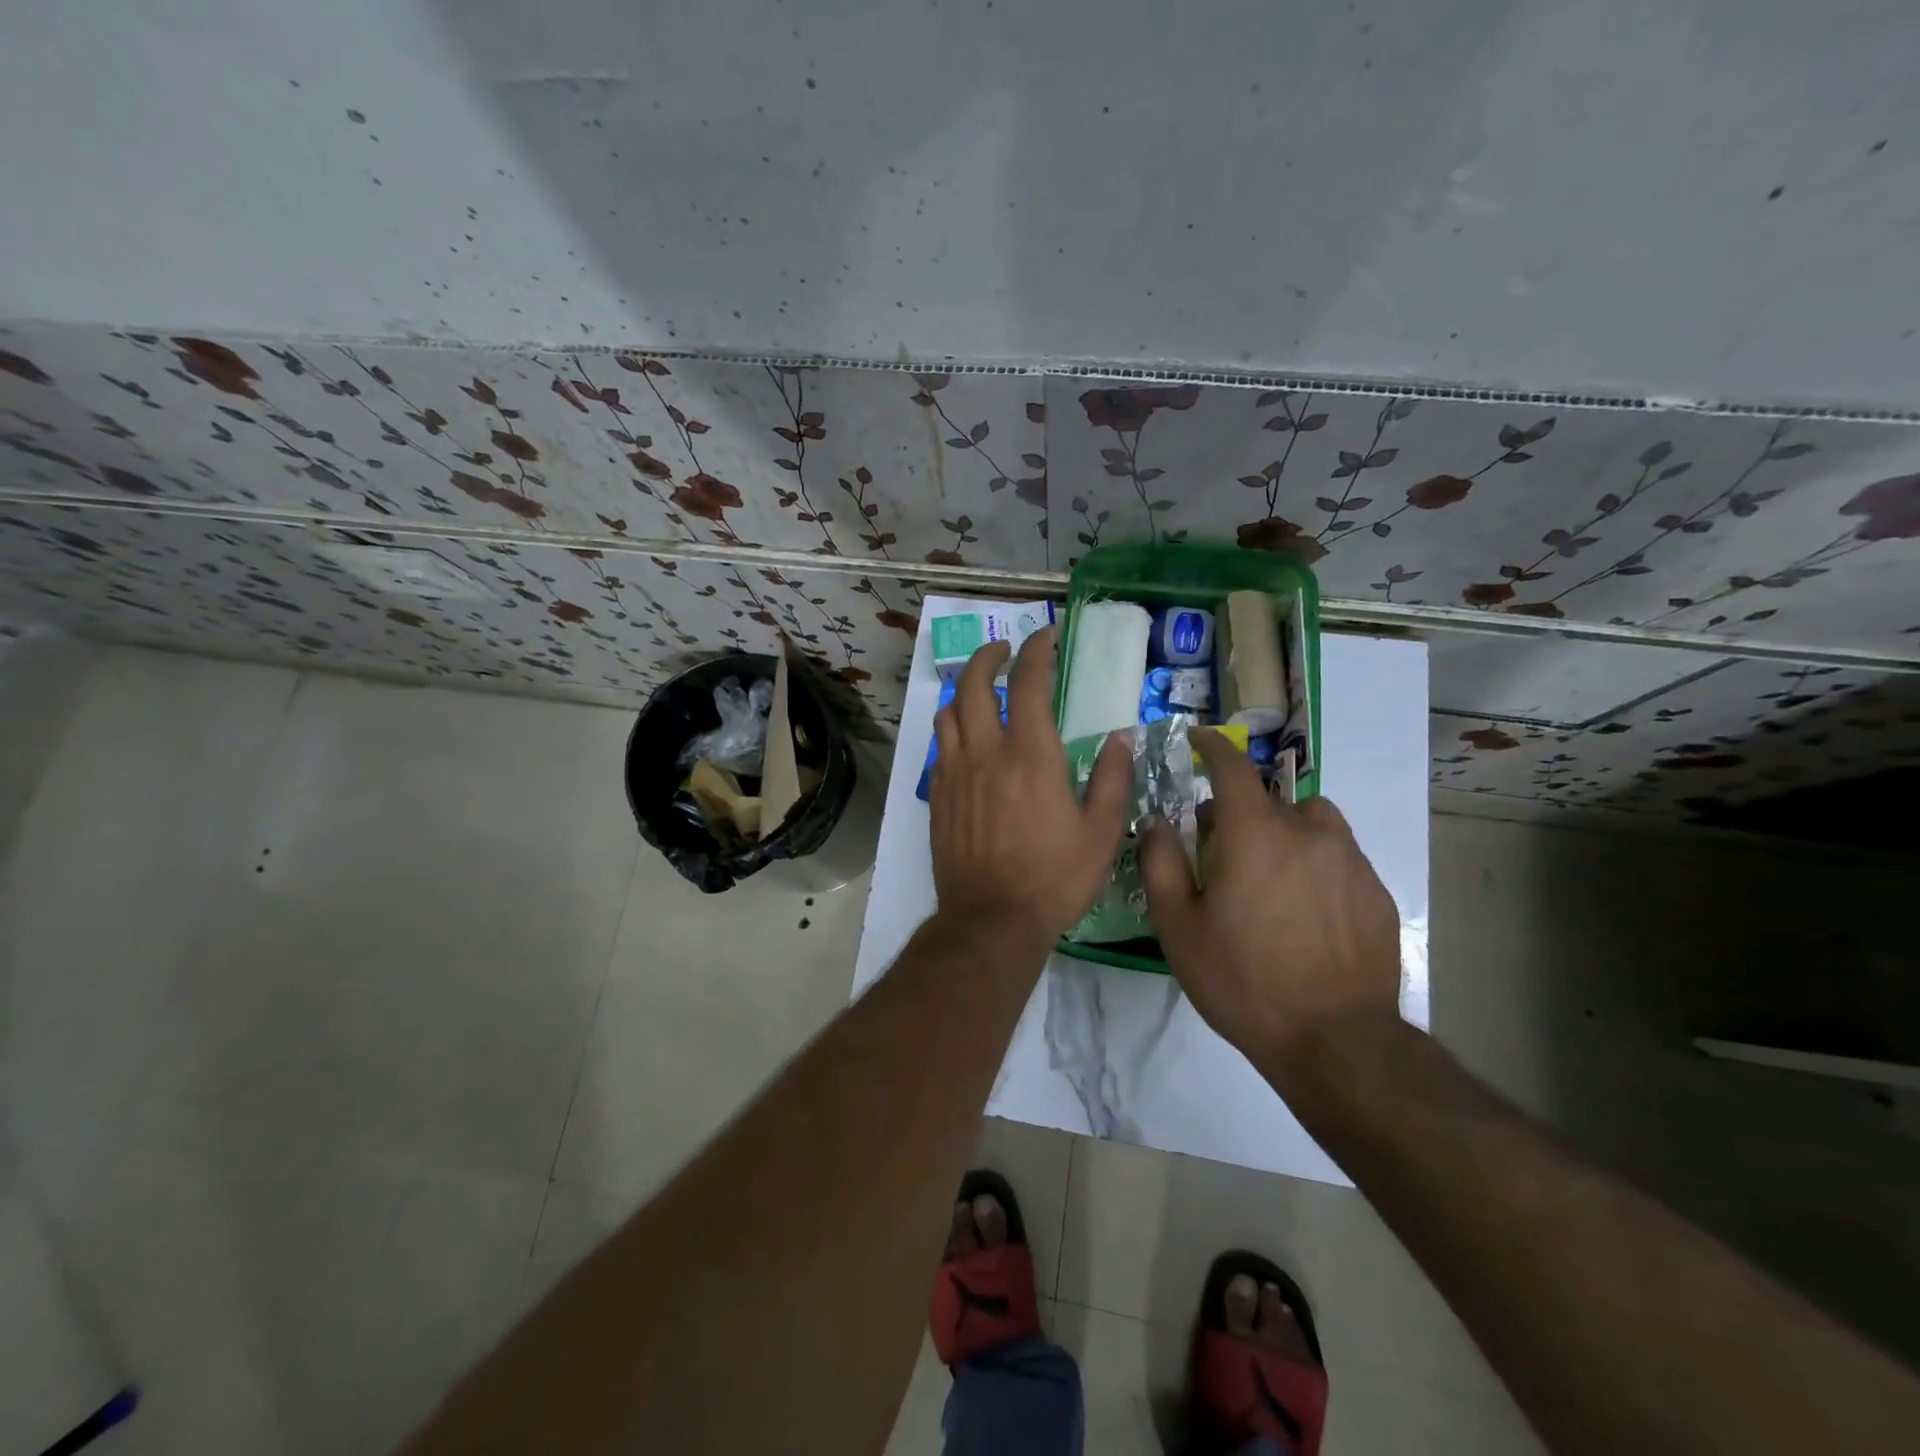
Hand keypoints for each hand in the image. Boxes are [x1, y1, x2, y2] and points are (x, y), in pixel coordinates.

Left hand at [930, 627, 1132, 943]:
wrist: (991, 920)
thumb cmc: (1053, 878)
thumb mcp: (1101, 833)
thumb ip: (1112, 779)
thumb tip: (1119, 738)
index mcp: (1030, 755)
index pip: (1027, 682)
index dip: (1035, 650)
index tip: (1044, 636)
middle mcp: (985, 753)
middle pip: (973, 685)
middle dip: (987, 656)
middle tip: (1003, 650)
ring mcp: (954, 774)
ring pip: (947, 713)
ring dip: (963, 691)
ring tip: (980, 691)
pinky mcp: (936, 798)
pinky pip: (939, 750)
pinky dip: (951, 732)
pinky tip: (965, 743)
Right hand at [1142, 730, 1400, 1070]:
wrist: (1336, 1041)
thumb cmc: (1243, 981)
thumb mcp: (1179, 928)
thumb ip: (1161, 863)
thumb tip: (1158, 821)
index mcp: (1255, 834)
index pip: (1232, 767)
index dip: (1212, 746)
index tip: (1198, 739)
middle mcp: (1307, 832)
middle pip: (1270, 797)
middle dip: (1239, 807)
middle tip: (1219, 845)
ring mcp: (1349, 860)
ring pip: (1311, 821)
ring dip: (1284, 829)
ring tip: (1270, 873)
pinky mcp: (1375, 891)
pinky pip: (1339, 855)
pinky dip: (1314, 862)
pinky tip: (1305, 910)